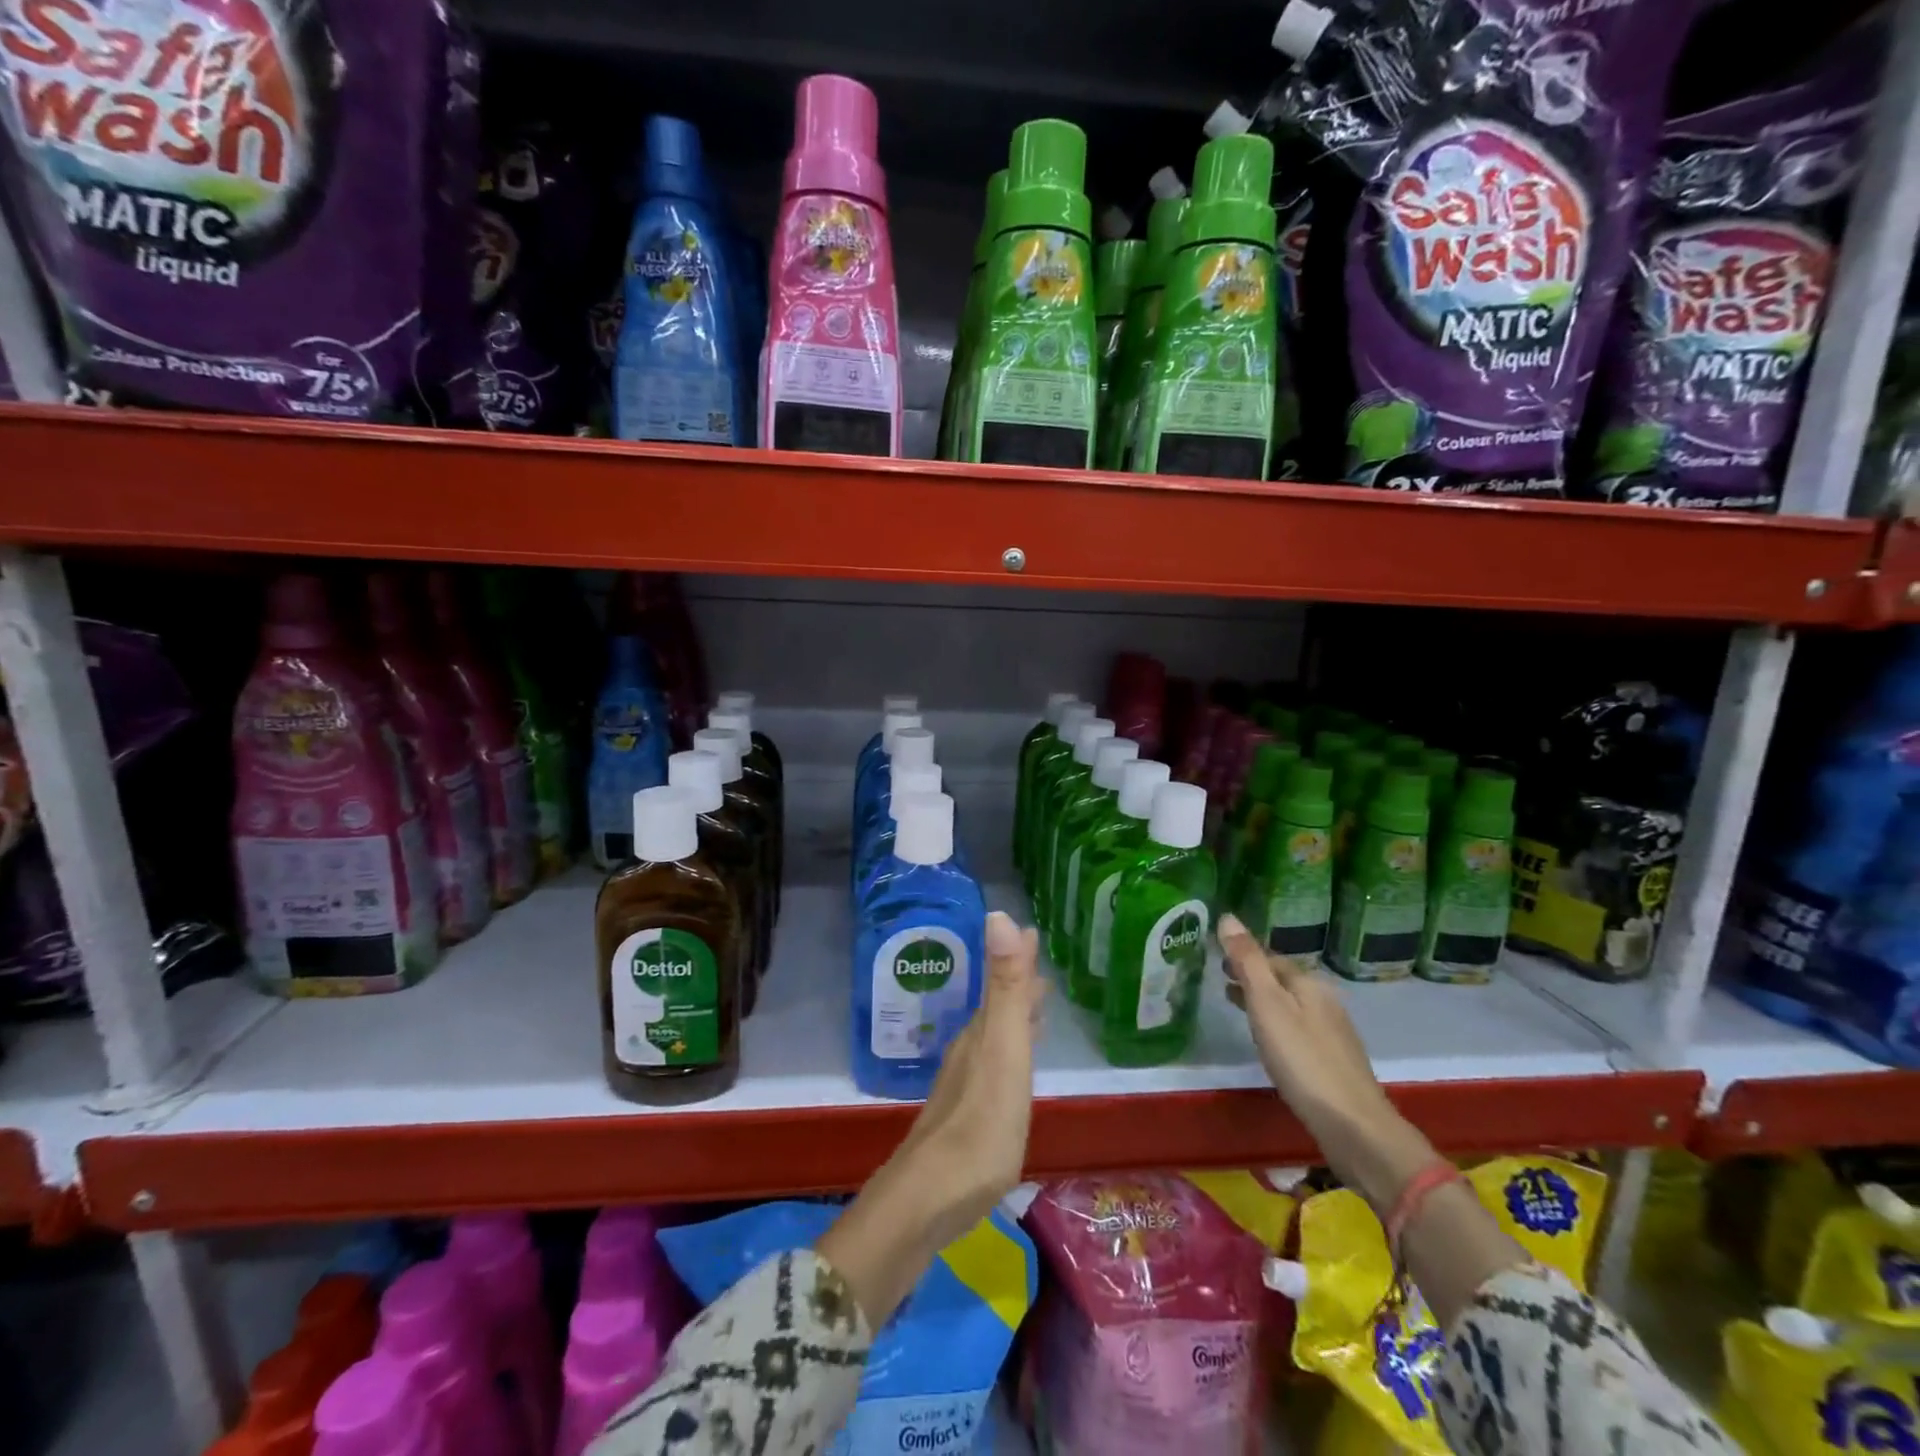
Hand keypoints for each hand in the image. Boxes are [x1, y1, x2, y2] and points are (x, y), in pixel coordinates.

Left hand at [889, 909, 1045, 1245]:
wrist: (931, 1198)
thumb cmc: (980, 1123)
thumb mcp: (1003, 1050)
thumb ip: (1006, 988)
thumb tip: (999, 914)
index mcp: (982, 1033)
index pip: (1002, 981)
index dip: (1018, 956)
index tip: (1032, 931)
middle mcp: (971, 1051)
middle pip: (998, 1007)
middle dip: (1019, 985)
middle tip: (1042, 969)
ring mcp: (965, 1086)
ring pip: (996, 1037)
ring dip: (1015, 1018)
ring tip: (1036, 1011)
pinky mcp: (967, 1118)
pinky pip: (995, 1067)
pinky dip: (1011, 1054)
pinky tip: (1012, 1072)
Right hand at [1218, 913, 1432, 1210]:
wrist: (1353, 1125)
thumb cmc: (1302, 1059)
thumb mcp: (1267, 1005)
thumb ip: (1248, 961)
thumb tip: (1228, 916)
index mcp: (1308, 983)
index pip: (1270, 956)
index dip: (1243, 954)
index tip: (1216, 955)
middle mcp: (1324, 1000)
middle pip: (1282, 979)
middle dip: (1253, 975)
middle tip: (1220, 976)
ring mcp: (1332, 1032)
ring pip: (1290, 1004)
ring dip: (1262, 998)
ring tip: (1234, 1003)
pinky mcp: (1333, 1060)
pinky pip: (1297, 1027)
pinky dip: (1276, 1021)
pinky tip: (1268, 1039)